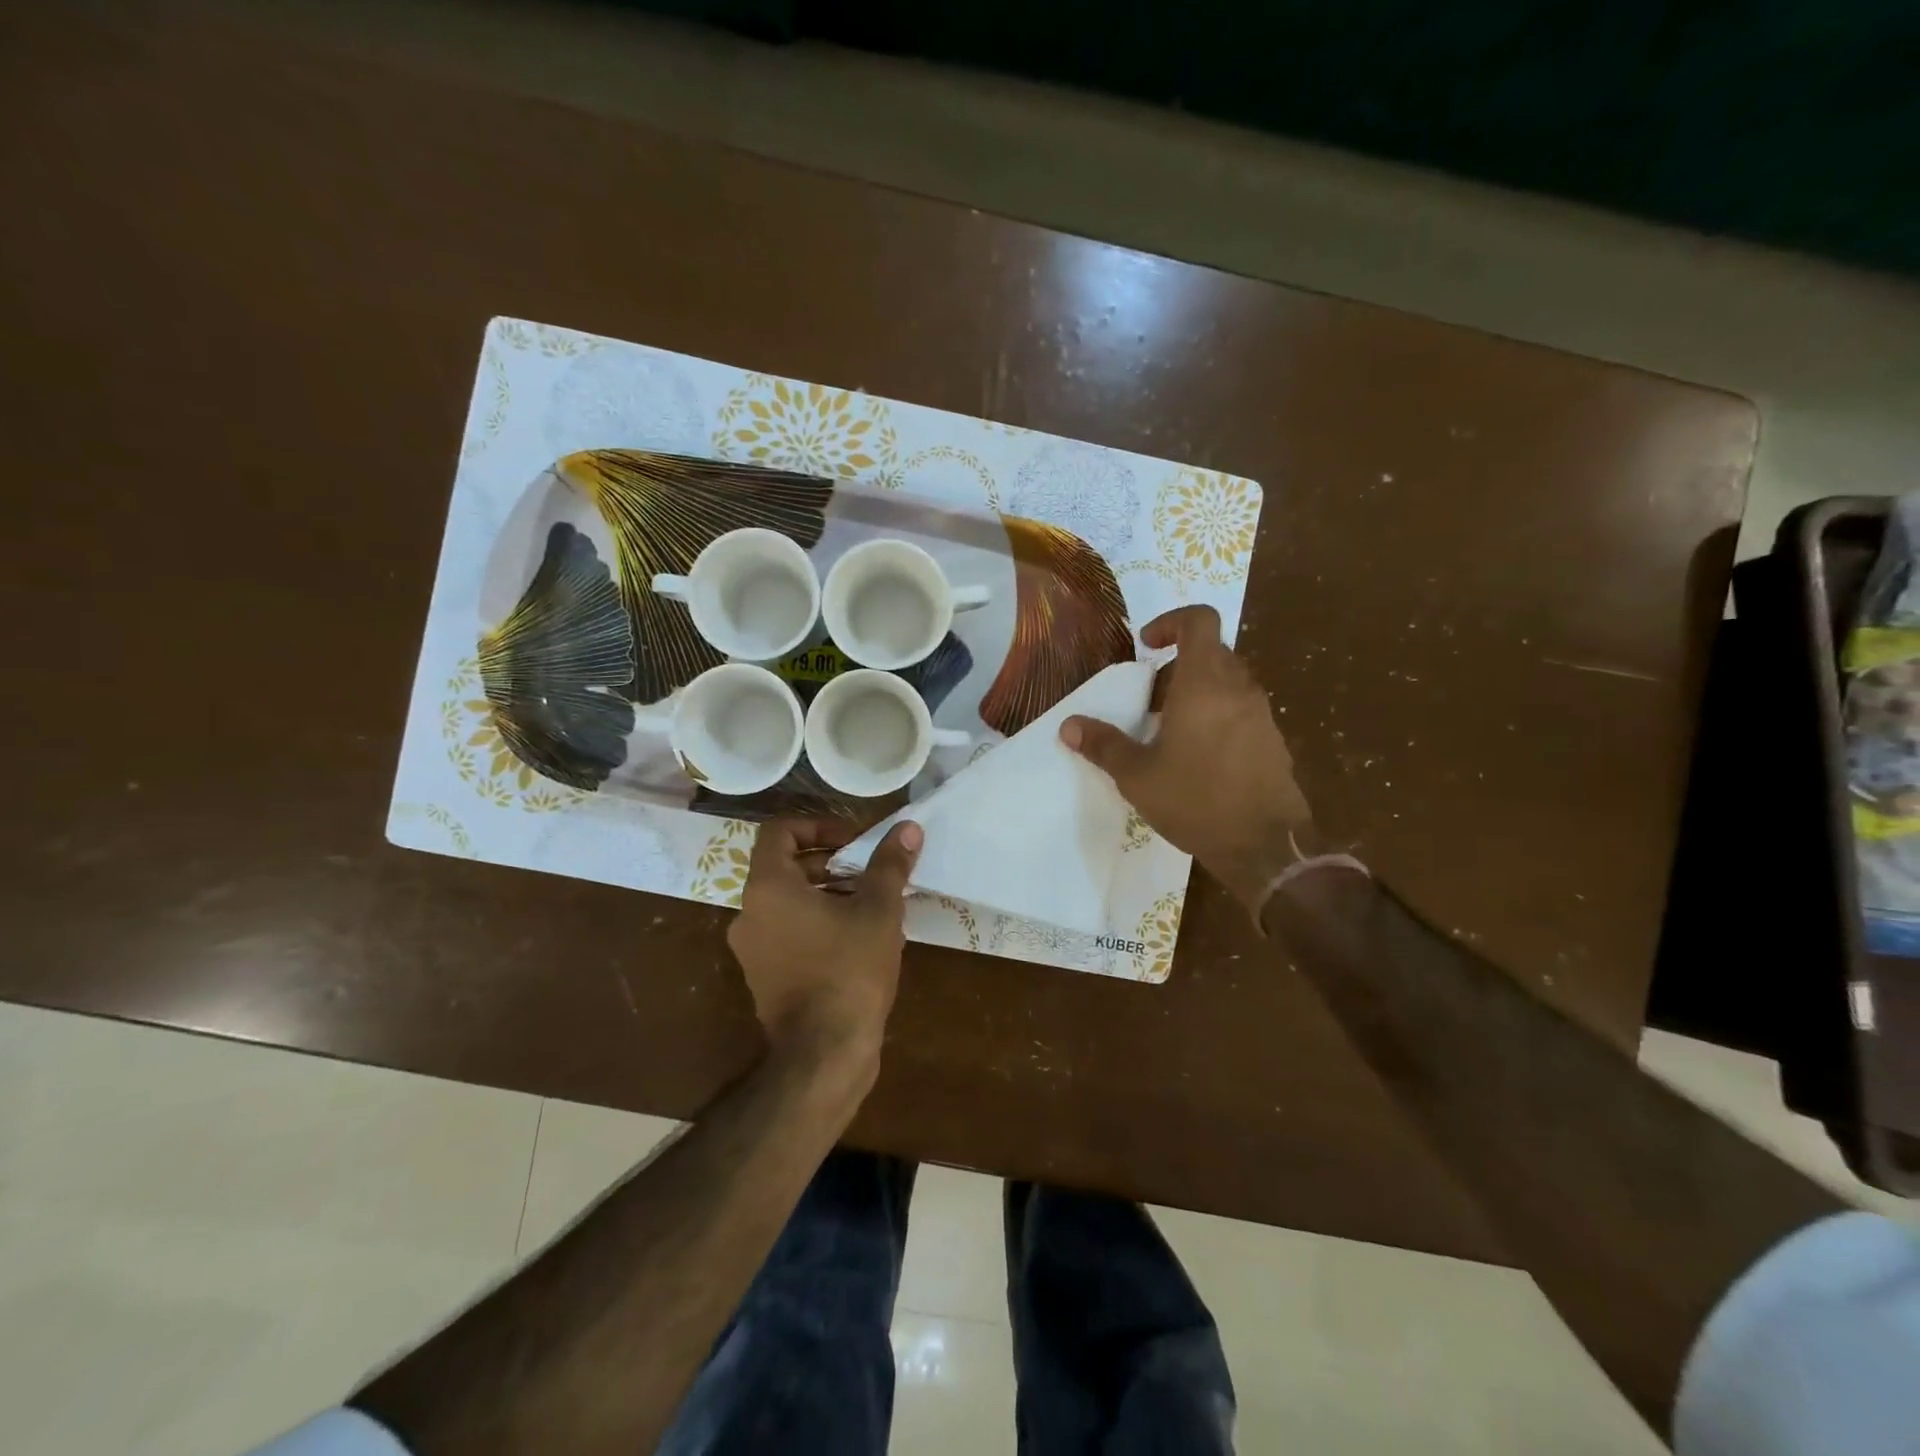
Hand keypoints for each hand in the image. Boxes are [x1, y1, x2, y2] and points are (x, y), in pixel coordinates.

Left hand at [728, 817, 922, 1070]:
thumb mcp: (878, 910)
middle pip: (785, 867)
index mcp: (768, 888)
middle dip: (831, 862)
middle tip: (871, 872)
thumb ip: (889, 864)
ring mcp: (753, 949)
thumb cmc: (849, 970)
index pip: (779, 831)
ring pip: (789, 902)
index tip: (854, 840)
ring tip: (873, 904)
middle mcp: (749, 914)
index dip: (818, 825)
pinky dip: (818, 923)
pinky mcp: (765, 978)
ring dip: (828, 893)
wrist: (824, 1055)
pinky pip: (789, 933)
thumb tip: (907, 827)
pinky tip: (860, 940)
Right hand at [1061, 605, 1312, 911]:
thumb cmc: (1195, 800)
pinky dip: (1215, 716)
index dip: (1171, 622)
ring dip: (1195, 693)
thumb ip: (1103, 745)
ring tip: (1168, 732)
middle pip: (1210, 653)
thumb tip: (1069, 725)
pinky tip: (1197, 757)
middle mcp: (1238, 688)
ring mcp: (1260, 714)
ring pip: (1226, 683)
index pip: (1199, 621)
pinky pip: (1240, 710)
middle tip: (1148, 701)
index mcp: (1204, 683)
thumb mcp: (1137, 775)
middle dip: (1175, 668)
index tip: (1146, 647)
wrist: (1265, 845)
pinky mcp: (1272, 740)